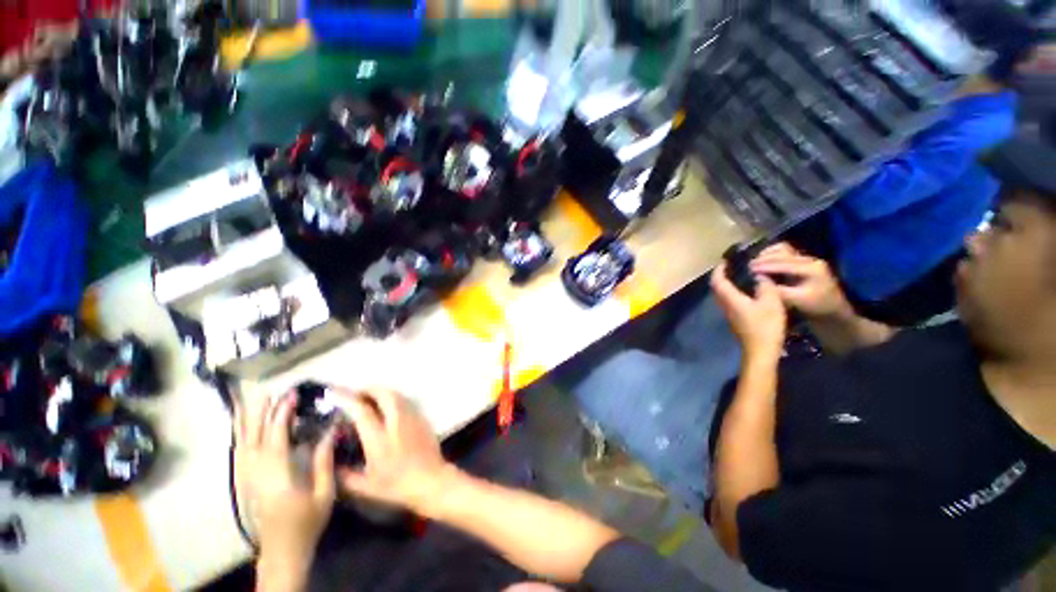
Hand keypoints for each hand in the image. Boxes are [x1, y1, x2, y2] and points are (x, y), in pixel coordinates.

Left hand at [234, 391, 335, 579]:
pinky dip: (240, 435)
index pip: (276, 435)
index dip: (283, 413)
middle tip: (269, 390)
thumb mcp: (324, 492)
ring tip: (249, 400)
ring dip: (246, 420)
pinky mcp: (245, 481)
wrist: (282, 548)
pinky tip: (242, 427)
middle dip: (261, 411)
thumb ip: (324, 460)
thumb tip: (331, 430)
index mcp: (277, 472)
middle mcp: (257, 471)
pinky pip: (240, 452)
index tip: (292, 394)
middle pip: (254, 435)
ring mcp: (247, 476)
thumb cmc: (307, 520)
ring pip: (243, 442)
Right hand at [331, 389, 456, 514]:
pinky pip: (406, 402)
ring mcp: (411, 418)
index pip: (362, 412)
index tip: (338, 395)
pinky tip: (389, 407)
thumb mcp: (366, 487)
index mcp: (379, 439)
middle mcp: (396, 423)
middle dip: (370, 390)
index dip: (349, 400)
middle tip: (358, 393)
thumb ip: (347, 475)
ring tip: (371, 398)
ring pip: (397, 396)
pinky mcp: (422, 418)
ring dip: (383, 392)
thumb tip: (334, 464)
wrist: (430, 480)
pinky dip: (395, 399)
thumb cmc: (397, 486)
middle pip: (384, 395)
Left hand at [711, 262, 786, 359]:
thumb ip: (764, 286)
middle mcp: (725, 305)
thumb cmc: (765, 326)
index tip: (724, 261)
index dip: (719, 270)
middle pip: (717, 288)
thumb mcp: (771, 302)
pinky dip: (732, 293)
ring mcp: (728, 314)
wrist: (761, 351)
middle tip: (730, 267)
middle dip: (720, 276)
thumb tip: (759, 276)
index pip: (718, 281)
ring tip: (738, 277)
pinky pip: (728, 302)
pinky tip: (745, 292)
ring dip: (725, 285)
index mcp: (730, 299)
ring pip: (721, 295)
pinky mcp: (734, 320)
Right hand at [750, 243, 851, 318]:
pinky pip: (785, 252)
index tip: (748, 270)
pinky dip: (772, 255)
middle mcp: (810, 259)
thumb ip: (778, 290)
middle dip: (764, 259)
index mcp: (811, 268)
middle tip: (748, 266)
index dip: (765, 266)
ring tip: (754, 263)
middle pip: (783, 252)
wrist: (833, 310)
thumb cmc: (816, 307)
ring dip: (767, 255)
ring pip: (783, 249)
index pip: (783, 263)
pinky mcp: (803, 261)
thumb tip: (759, 280)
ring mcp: (807, 259)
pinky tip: (762, 262)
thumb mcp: (797, 301)